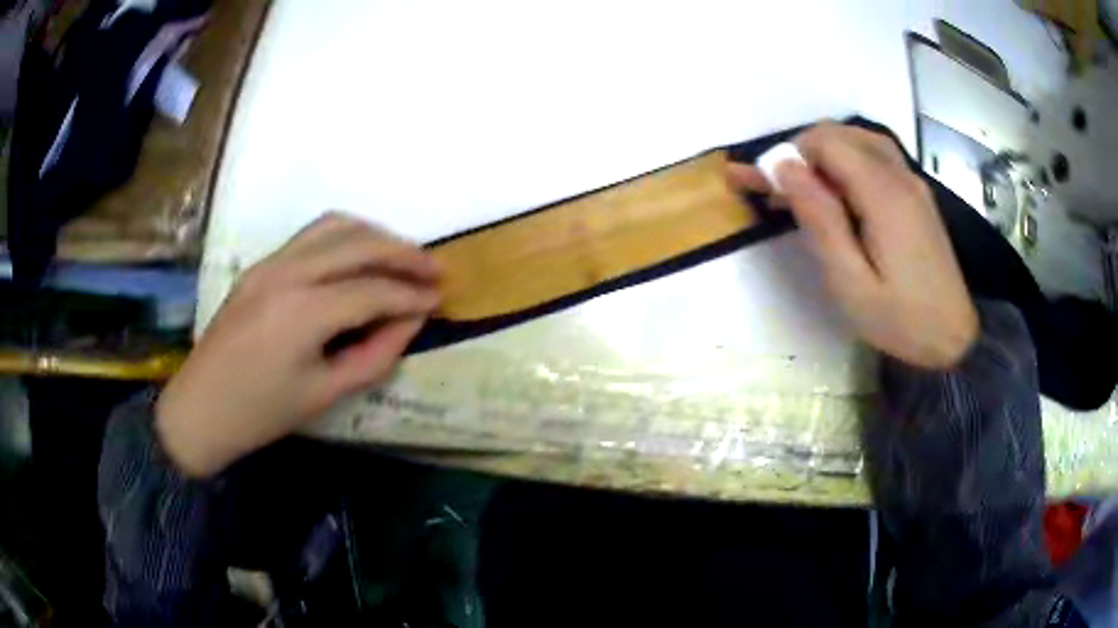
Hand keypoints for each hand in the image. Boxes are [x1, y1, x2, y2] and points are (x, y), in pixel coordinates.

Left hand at [156, 213, 440, 477]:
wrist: (200, 409)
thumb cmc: (261, 414)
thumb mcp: (325, 394)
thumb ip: (376, 354)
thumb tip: (412, 321)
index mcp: (302, 312)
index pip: (372, 291)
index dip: (411, 295)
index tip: (441, 300)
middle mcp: (287, 273)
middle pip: (358, 244)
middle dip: (403, 253)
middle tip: (435, 269)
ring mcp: (270, 263)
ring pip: (334, 226)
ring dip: (374, 236)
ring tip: (402, 257)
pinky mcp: (260, 265)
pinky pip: (311, 236)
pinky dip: (345, 237)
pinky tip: (360, 257)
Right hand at [727, 122, 977, 368]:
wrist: (953, 339)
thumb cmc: (900, 320)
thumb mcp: (851, 282)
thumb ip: (820, 220)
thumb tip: (784, 168)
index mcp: (883, 194)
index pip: (826, 143)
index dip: (789, 154)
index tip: (765, 186)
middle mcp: (899, 175)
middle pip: (841, 134)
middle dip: (803, 152)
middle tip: (779, 191)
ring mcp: (912, 182)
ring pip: (859, 139)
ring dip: (825, 153)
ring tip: (804, 189)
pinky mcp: (917, 194)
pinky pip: (877, 156)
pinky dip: (848, 160)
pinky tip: (838, 189)